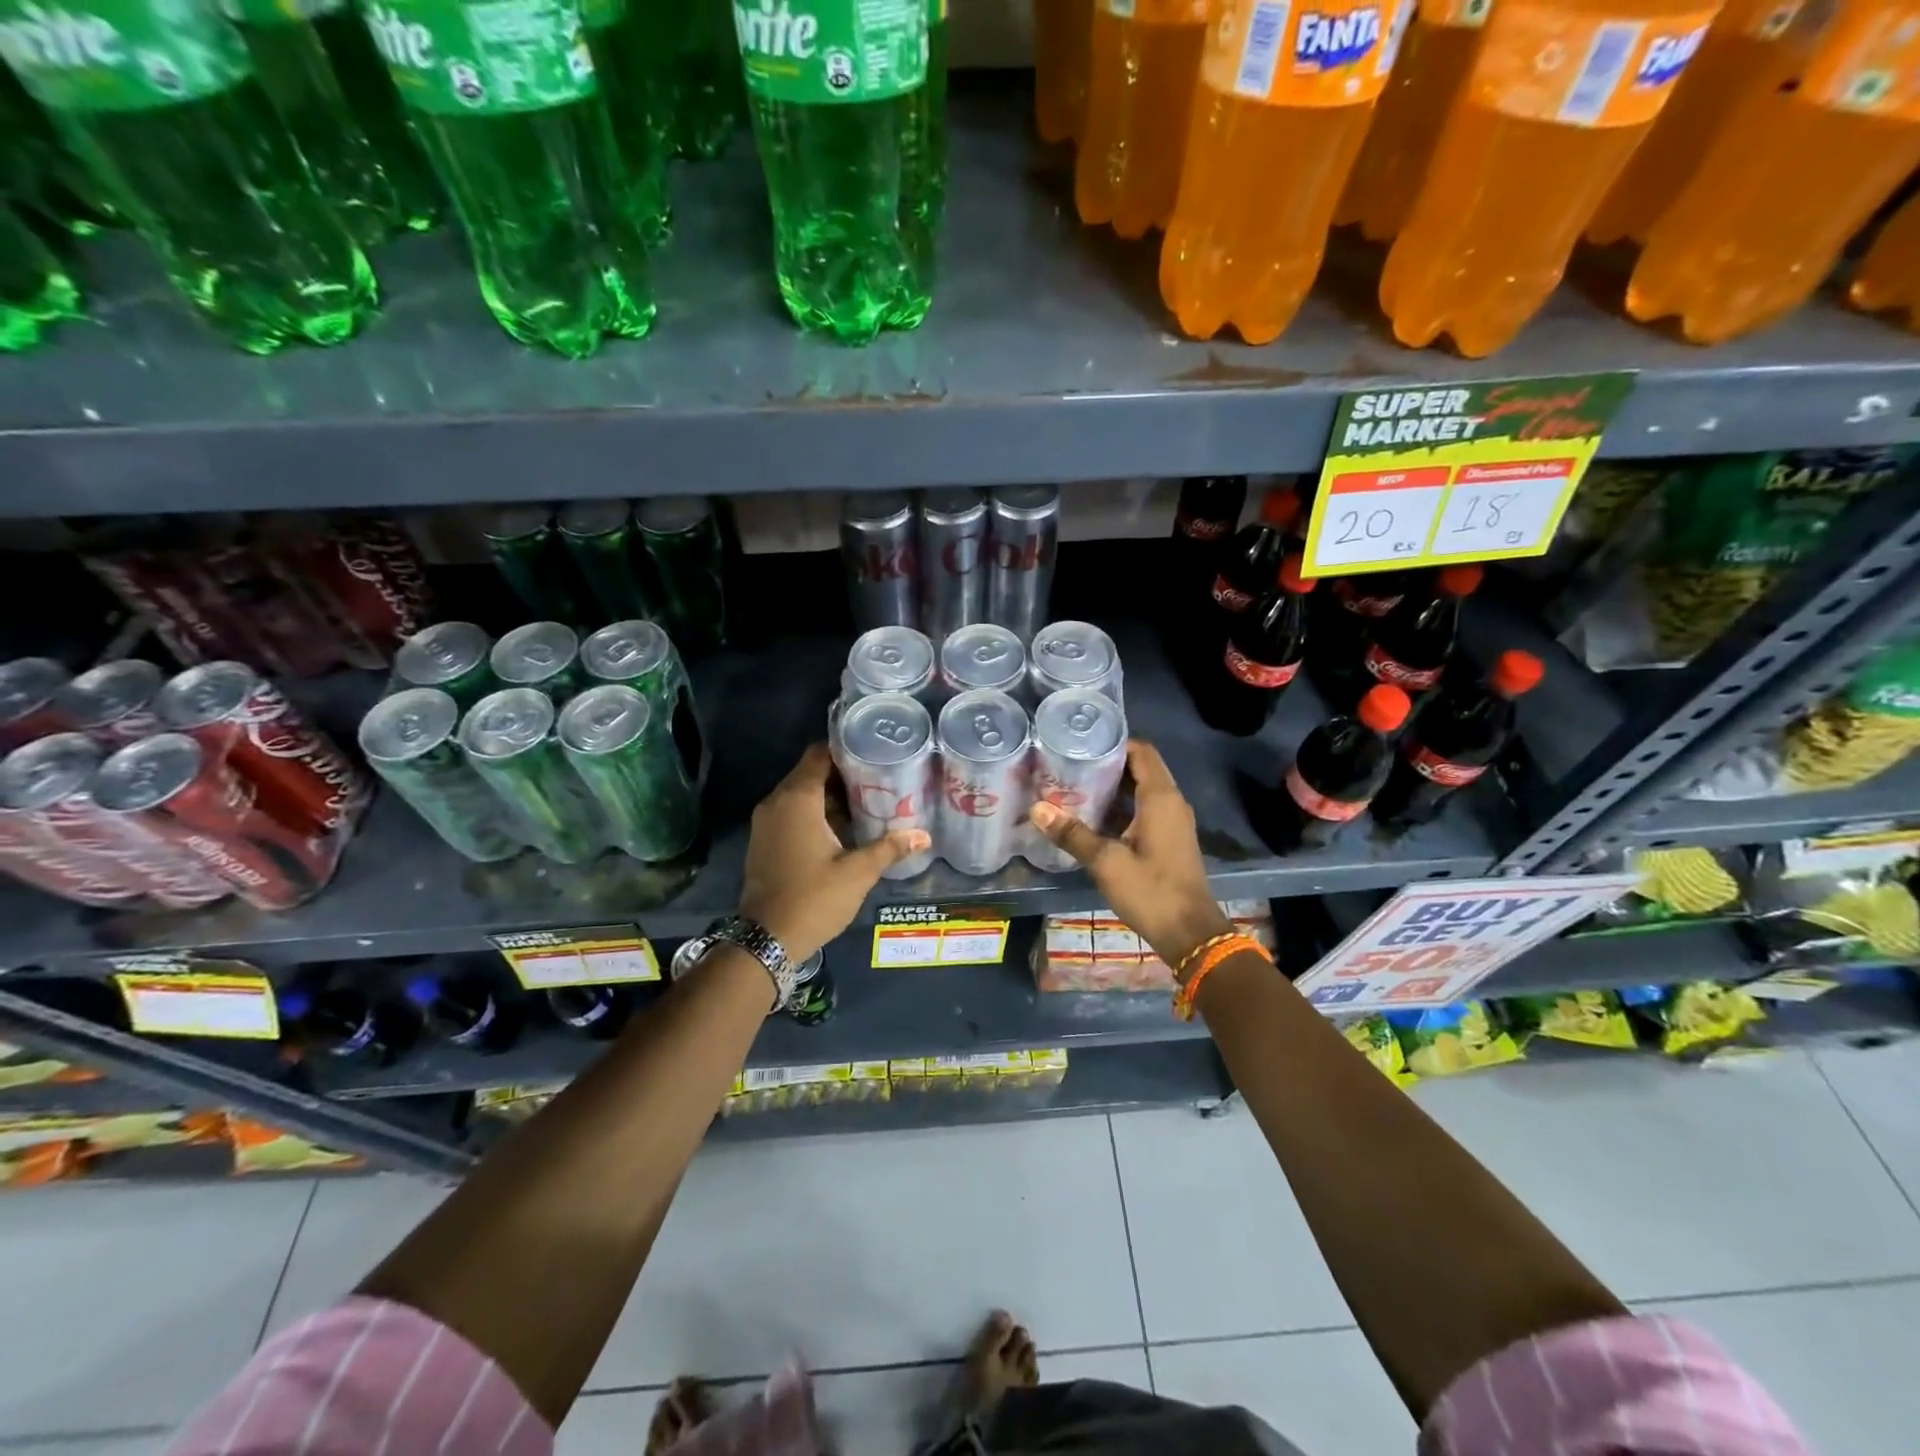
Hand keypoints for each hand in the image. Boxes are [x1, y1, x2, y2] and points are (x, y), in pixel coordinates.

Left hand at [738, 743, 930, 962]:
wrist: (767, 939)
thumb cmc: (814, 898)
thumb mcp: (858, 873)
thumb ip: (889, 848)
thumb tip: (924, 836)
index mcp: (797, 800)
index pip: (819, 755)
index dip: (845, 749)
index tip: (873, 751)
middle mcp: (776, 803)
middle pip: (810, 772)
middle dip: (842, 773)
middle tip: (879, 776)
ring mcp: (766, 823)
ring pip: (800, 795)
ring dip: (829, 795)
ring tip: (867, 800)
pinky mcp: (764, 841)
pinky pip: (791, 813)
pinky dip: (814, 813)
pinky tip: (843, 827)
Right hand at [1029, 741, 1229, 971]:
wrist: (1190, 933)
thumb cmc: (1151, 891)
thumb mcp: (1106, 862)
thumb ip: (1072, 834)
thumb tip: (1037, 809)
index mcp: (1161, 798)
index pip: (1141, 752)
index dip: (1114, 742)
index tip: (1082, 741)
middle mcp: (1171, 803)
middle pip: (1140, 768)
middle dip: (1108, 763)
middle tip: (1070, 762)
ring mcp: (1172, 822)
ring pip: (1142, 791)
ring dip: (1114, 786)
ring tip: (1075, 784)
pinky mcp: (1169, 840)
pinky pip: (1145, 810)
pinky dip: (1122, 807)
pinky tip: (1093, 816)